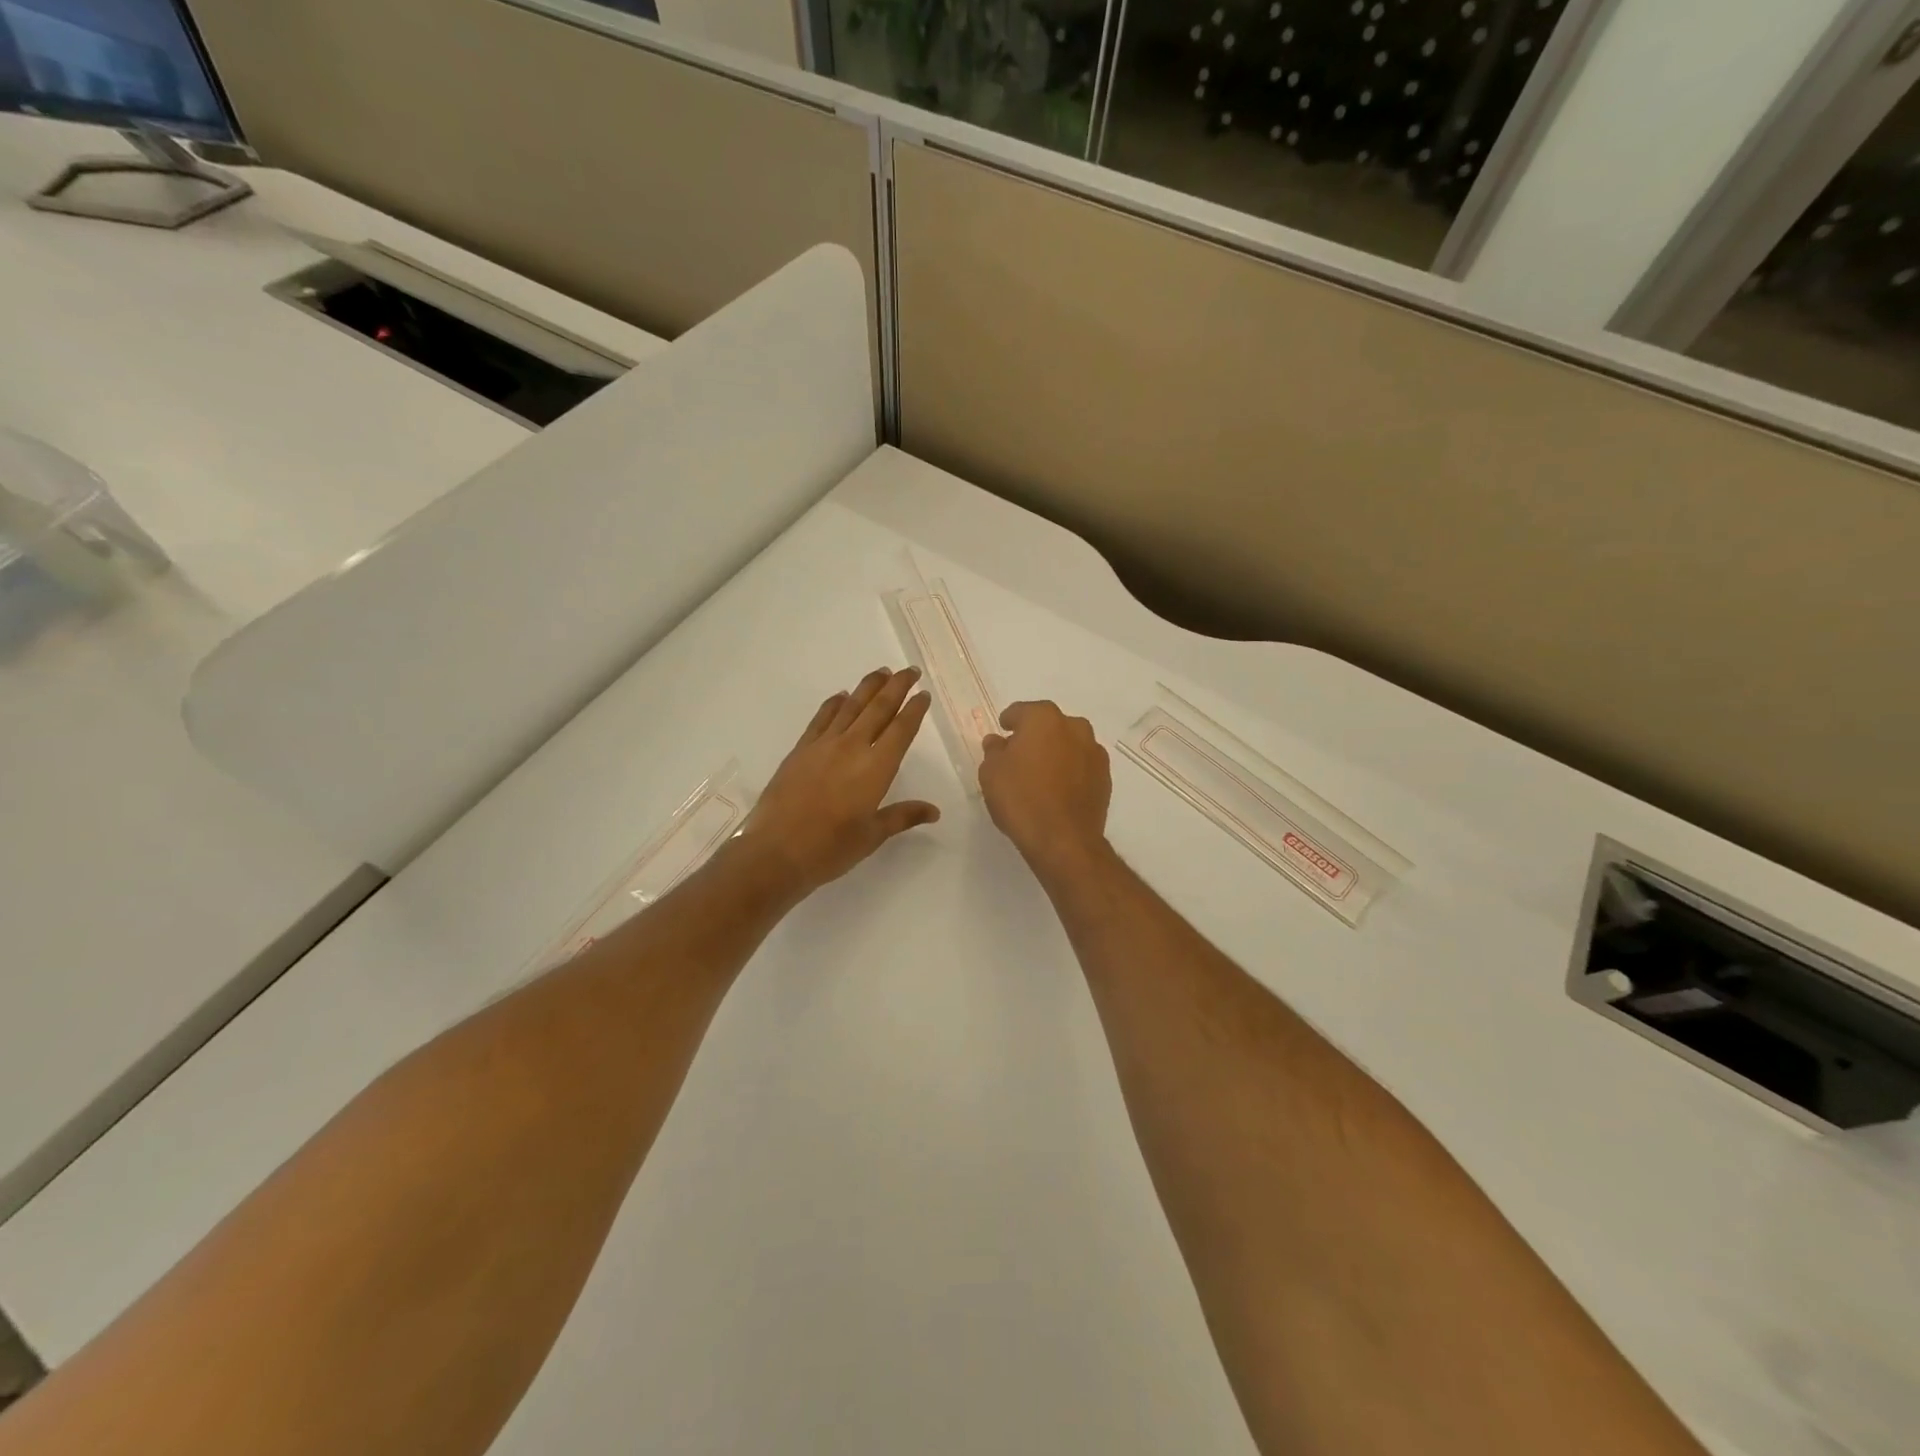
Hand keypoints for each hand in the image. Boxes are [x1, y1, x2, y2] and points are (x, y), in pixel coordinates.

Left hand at [735, 667, 939, 903]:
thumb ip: (903, 816)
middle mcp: (853, 747)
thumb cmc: (830, 848)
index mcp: (876, 768)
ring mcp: (823, 745)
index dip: (915, 710)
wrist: (776, 851)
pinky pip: (822, 718)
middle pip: (879, 708)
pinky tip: (842, 696)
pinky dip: (835, 703)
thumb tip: (934, 811)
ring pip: (851, 706)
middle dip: (897, 687)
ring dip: (868, 687)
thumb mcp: (873, 835)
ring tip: (882, 672)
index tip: (923, 694)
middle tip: (910, 671)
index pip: (901, 730)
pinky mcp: (801, 749)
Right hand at [979, 701, 1111, 876]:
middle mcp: (1074, 727)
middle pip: (1049, 725)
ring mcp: (1094, 752)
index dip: (1009, 721)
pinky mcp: (1105, 777)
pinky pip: (1081, 766)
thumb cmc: (1021, 799)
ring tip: (1040, 775)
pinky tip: (1058, 790)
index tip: (1003, 732)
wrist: (1063, 840)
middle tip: (1020, 756)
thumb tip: (998, 742)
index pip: (1021, 711)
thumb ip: (994, 750)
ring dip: (1056, 752)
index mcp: (1044, 718)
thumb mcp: (991, 773)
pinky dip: (1070, 771)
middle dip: (1035, 736)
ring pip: (1069, 744)